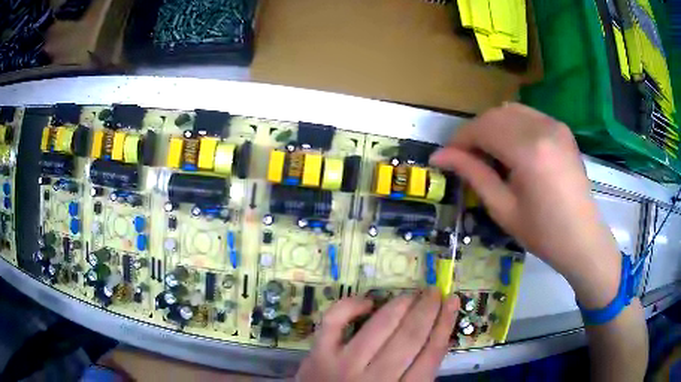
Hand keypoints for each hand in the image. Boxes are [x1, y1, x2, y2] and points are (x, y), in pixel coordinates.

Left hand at [296, 290, 459, 381]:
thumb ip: (421, 374)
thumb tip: (439, 336)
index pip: (431, 354)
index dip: (445, 324)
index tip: (453, 301)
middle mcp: (375, 379)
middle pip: (409, 338)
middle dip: (427, 310)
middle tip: (434, 292)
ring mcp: (344, 365)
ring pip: (379, 327)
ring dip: (400, 305)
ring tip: (412, 294)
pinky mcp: (319, 354)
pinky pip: (334, 322)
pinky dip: (351, 306)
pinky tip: (368, 302)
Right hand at [429, 103, 620, 308]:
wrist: (582, 238)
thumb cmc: (543, 232)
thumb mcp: (503, 208)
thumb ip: (473, 174)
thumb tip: (440, 156)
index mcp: (528, 150)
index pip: (482, 128)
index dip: (459, 140)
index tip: (445, 157)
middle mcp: (542, 127)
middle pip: (494, 115)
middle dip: (474, 132)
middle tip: (465, 158)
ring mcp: (555, 125)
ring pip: (510, 110)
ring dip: (493, 126)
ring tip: (489, 153)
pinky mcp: (562, 129)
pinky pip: (528, 115)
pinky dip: (512, 125)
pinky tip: (513, 149)